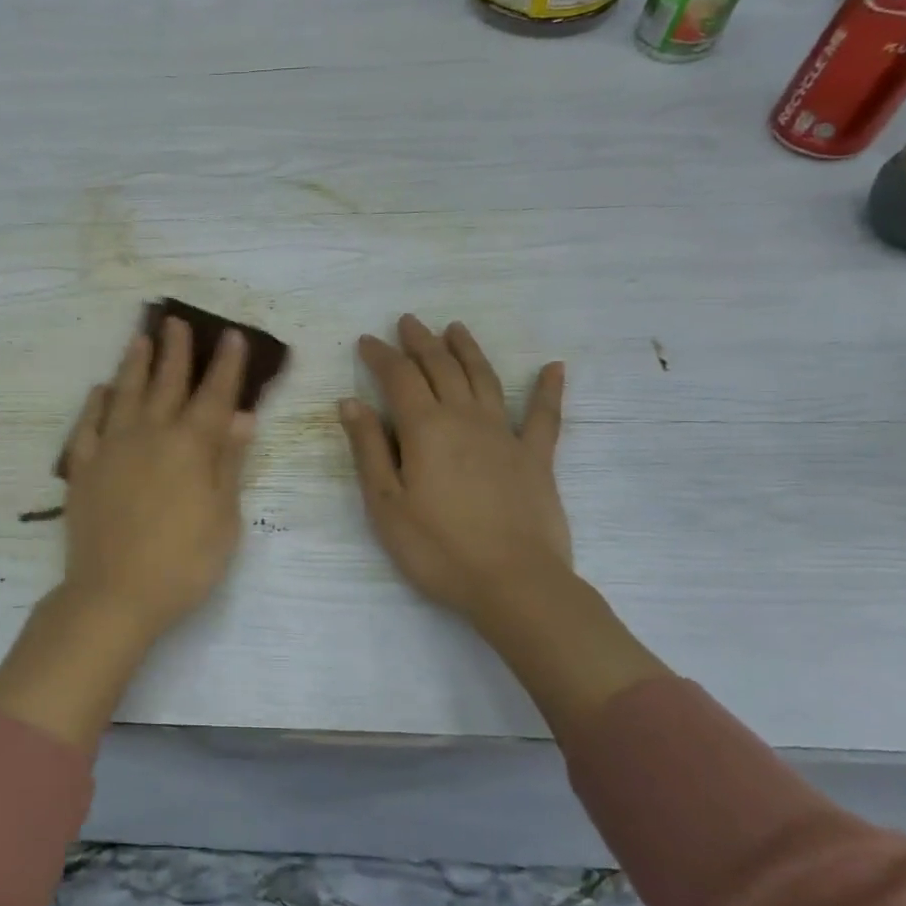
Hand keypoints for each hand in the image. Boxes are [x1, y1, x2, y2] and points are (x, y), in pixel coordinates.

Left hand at [58, 317, 256, 646]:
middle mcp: (150, 435)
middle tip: (177, 321)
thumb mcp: (224, 518)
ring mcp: (111, 449)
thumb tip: (241, 417)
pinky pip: (88, 425)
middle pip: (166, 383)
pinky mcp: (83, 468)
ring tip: (140, 338)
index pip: (214, 395)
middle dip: (176, 351)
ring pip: (124, 394)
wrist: (114, 594)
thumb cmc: (183, 563)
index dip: (225, 365)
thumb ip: (229, 463)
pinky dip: (95, 403)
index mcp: (190, 447)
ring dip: (134, 364)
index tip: (230, 335)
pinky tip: (100, 390)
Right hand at [339, 315, 570, 622]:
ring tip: (455, 328)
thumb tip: (351, 403)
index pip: (399, 378)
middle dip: (421, 342)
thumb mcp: (386, 503)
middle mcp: (466, 419)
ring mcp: (506, 435)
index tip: (367, 340)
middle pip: (441, 369)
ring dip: (467, 350)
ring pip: (484, 379)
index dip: (381, 356)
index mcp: (425, 429)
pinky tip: (555, 368)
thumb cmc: (437, 548)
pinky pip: (544, 415)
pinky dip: (548, 389)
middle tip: (408, 322)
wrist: (513, 583)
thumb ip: (369, 449)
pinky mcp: (537, 458)